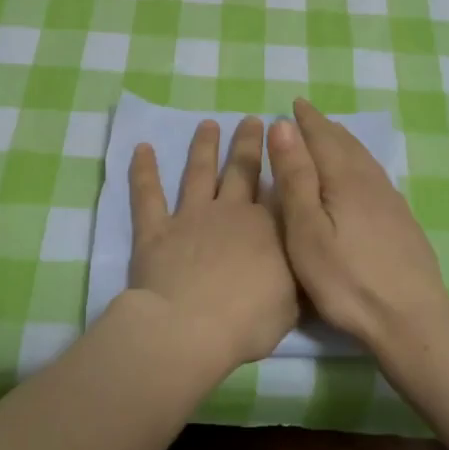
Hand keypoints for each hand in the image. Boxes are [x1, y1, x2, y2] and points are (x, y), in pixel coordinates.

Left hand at [125, 117, 299, 368]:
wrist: (192, 329)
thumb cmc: (249, 321)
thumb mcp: (292, 302)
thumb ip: (296, 274)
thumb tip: (305, 255)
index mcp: (269, 228)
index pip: (279, 189)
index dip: (283, 163)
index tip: (285, 140)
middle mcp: (231, 212)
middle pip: (241, 170)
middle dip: (248, 143)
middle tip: (251, 120)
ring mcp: (191, 217)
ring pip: (198, 173)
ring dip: (203, 147)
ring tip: (208, 124)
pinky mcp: (156, 230)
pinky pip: (148, 195)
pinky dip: (143, 171)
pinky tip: (143, 148)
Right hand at [266, 99, 448, 347]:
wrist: (411, 319)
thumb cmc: (347, 280)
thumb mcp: (307, 231)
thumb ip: (296, 178)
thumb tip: (284, 126)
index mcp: (345, 179)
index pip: (322, 137)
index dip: (306, 120)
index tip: (294, 103)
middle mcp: (371, 182)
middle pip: (346, 144)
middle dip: (324, 127)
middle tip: (308, 116)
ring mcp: (391, 201)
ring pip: (363, 159)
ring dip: (344, 142)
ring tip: (332, 136)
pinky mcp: (402, 221)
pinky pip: (375, 175)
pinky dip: (359, 162)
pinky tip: (361, 176)